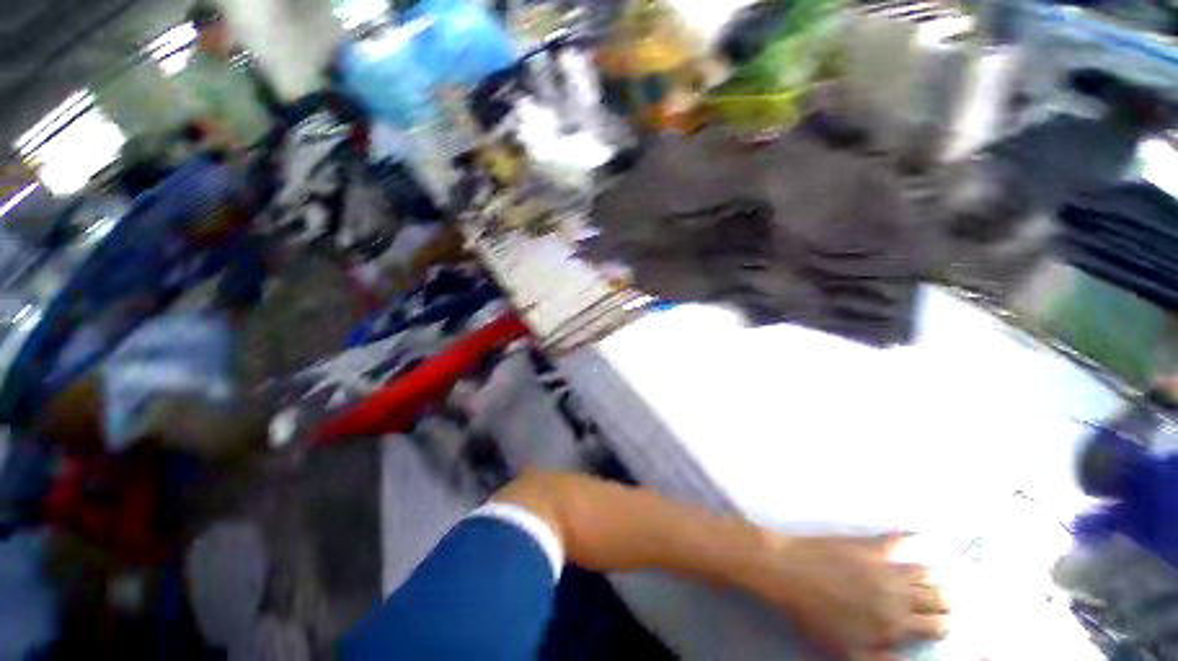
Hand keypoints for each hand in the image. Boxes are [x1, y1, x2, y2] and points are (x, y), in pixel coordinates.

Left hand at [756, 534, 947, 660]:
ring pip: (922, 571)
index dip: (942, 626)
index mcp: (895, 622)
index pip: (937, 625)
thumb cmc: (814, 616)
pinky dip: (908, 539)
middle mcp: (897, 593)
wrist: (787, 571)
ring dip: (931, 577)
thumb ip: (885, 660)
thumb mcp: (849, 652)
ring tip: (933, 580)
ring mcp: (882, 565)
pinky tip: (915, 535)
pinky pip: (894, 540)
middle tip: (942, 603)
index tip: (942, 625)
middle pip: (935, 596)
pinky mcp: (866, 544)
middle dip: (942, 601)